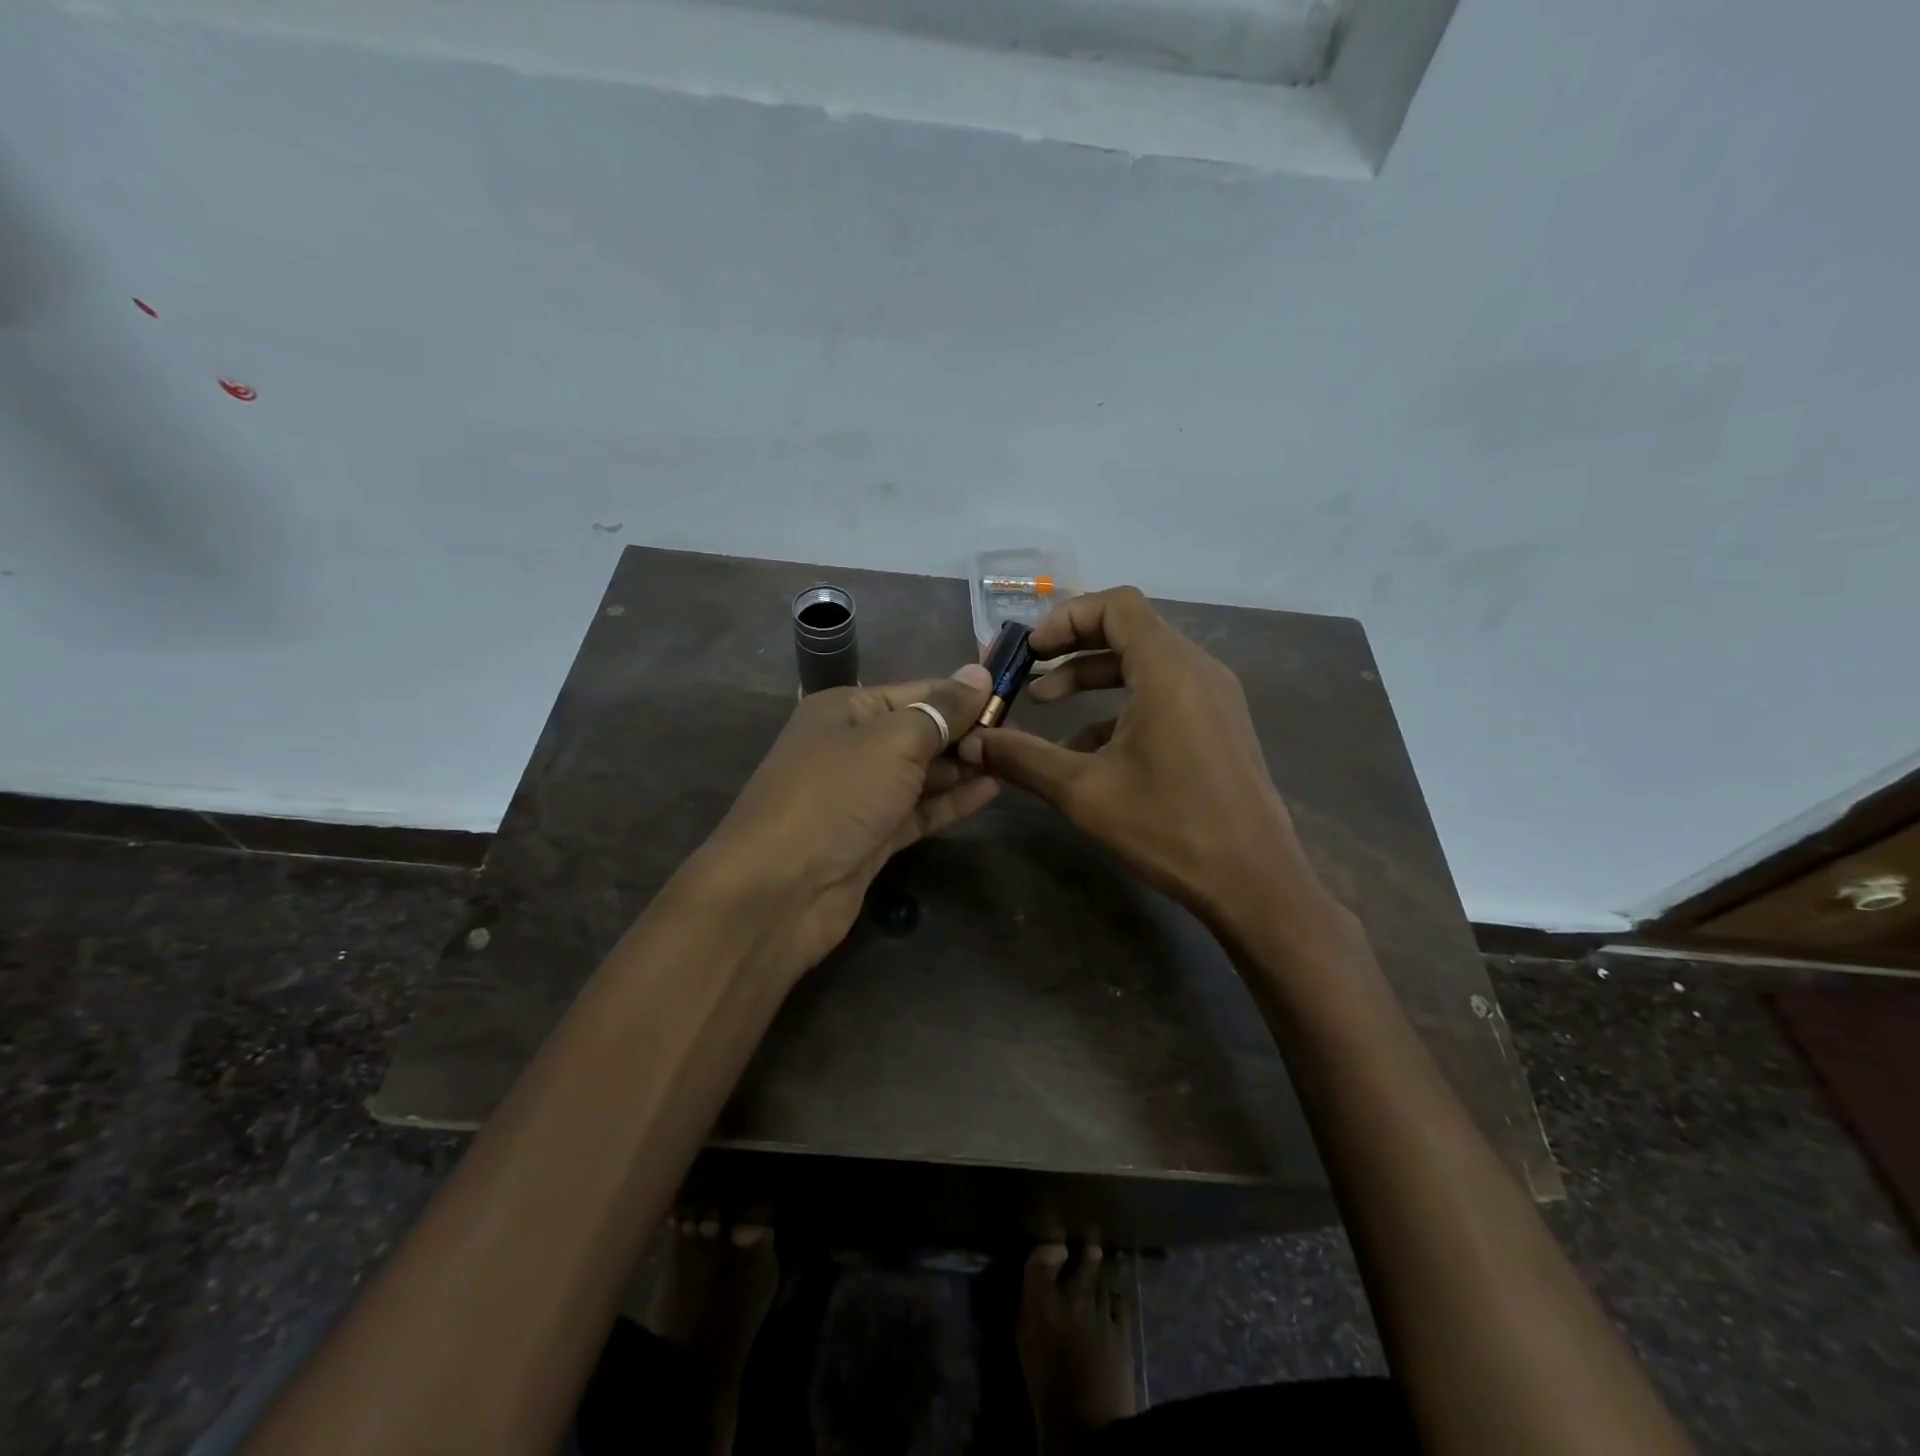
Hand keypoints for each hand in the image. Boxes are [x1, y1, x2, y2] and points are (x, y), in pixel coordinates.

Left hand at [692, 664, 996, 979]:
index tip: (1012, 698)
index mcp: (846, 709)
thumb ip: (940, 710)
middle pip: (920, 732)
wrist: (780, 889)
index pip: (917, 692)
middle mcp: (851, 747)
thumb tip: (979, 673)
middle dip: (966, 732)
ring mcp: (861, 796)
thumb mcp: (893, 740)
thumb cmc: (837, 794)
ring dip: (963, 767)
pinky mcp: (871, 838)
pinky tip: (991, 790)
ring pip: (921, 774)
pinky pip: (918, 811)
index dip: (963, 695)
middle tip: (1019, 736)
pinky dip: (951, 801)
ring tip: (1013, 760)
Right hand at [958, 587, 1326, 931]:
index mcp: (1168, 670)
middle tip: (1030, 673)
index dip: (1066, 617)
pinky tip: (1089, 748)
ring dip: (1094, 679)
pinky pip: (1164, 694)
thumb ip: (1024, 758)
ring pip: (1146, 664)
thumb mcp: (1084, 791)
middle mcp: (1197, 670)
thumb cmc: (1169, 826)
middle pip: (1129, 631)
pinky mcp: (1219, 725)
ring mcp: (1214, 697)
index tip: (1030, 651)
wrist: (1254, 882)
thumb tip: (973, 743)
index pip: (1116, 606)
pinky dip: (1122, 706)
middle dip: (1073, 649)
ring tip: (1048, 707)